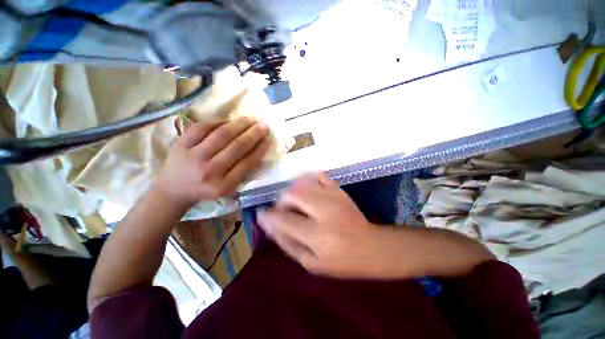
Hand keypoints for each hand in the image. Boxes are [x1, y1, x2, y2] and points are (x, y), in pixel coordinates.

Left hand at [154, 117, 270, 208]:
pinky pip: (203, 127)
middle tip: (263, 125)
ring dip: (239, 124)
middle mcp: (209, 171)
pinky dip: (218, 122)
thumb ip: (243, 172)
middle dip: (253, 134)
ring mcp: (193, 156)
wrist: (173, 189)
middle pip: (237, 146)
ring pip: (222, 134)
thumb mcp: (228, 188)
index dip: (260, 149)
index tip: (268, 140)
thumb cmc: (206, 189)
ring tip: (249, 120)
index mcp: (223, 185)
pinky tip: (228, 121)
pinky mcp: (180, 144)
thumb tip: (258, 150)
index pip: (247, 163)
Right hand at [258, 172, 386, 277]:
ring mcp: (333, 197)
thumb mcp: (311, 263)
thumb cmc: (341, 261)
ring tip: (293, 200)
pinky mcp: (339, 190)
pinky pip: (319, 176)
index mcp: (316, 235)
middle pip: (292, 195)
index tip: (262, 214)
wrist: (371, 247)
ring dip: (292, 190)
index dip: (268, 216)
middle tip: (282, 208)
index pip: (283, 219)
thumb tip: (268, 225)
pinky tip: (307, 188)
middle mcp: (324, 211)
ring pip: (303, 183)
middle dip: (281, 200)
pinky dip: (308, 179)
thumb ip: (287, 243)